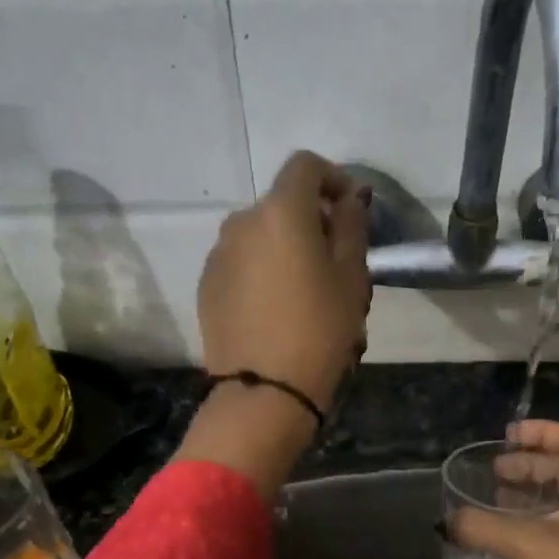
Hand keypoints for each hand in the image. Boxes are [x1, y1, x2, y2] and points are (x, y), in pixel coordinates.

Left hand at [177, 152, 371, 496]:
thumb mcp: (351, 277)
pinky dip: (261, 269)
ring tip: (306, 289)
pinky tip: (277, 308)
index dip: (333, 177)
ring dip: (284, 246)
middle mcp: (241, 222)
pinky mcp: (207, 285)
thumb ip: (352, 226)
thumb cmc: (320, 330)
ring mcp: (218, 254)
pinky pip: (241, 262)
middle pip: (281, 203)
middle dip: (311, 219)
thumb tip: (349, 198)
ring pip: (259, 234)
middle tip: (336, 259)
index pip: (305, 166)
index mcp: (280, 212)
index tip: (351, 207)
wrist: (264, 392)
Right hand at [448, 421, 558, 558]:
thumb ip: (482, 527)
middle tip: (494, 472)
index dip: (543, 431)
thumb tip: (446, 521)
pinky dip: (533, 528)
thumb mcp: (529, 545)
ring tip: (494, 502)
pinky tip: (507, 542)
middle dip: (530, 466)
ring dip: (530, 498)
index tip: (508, 435)